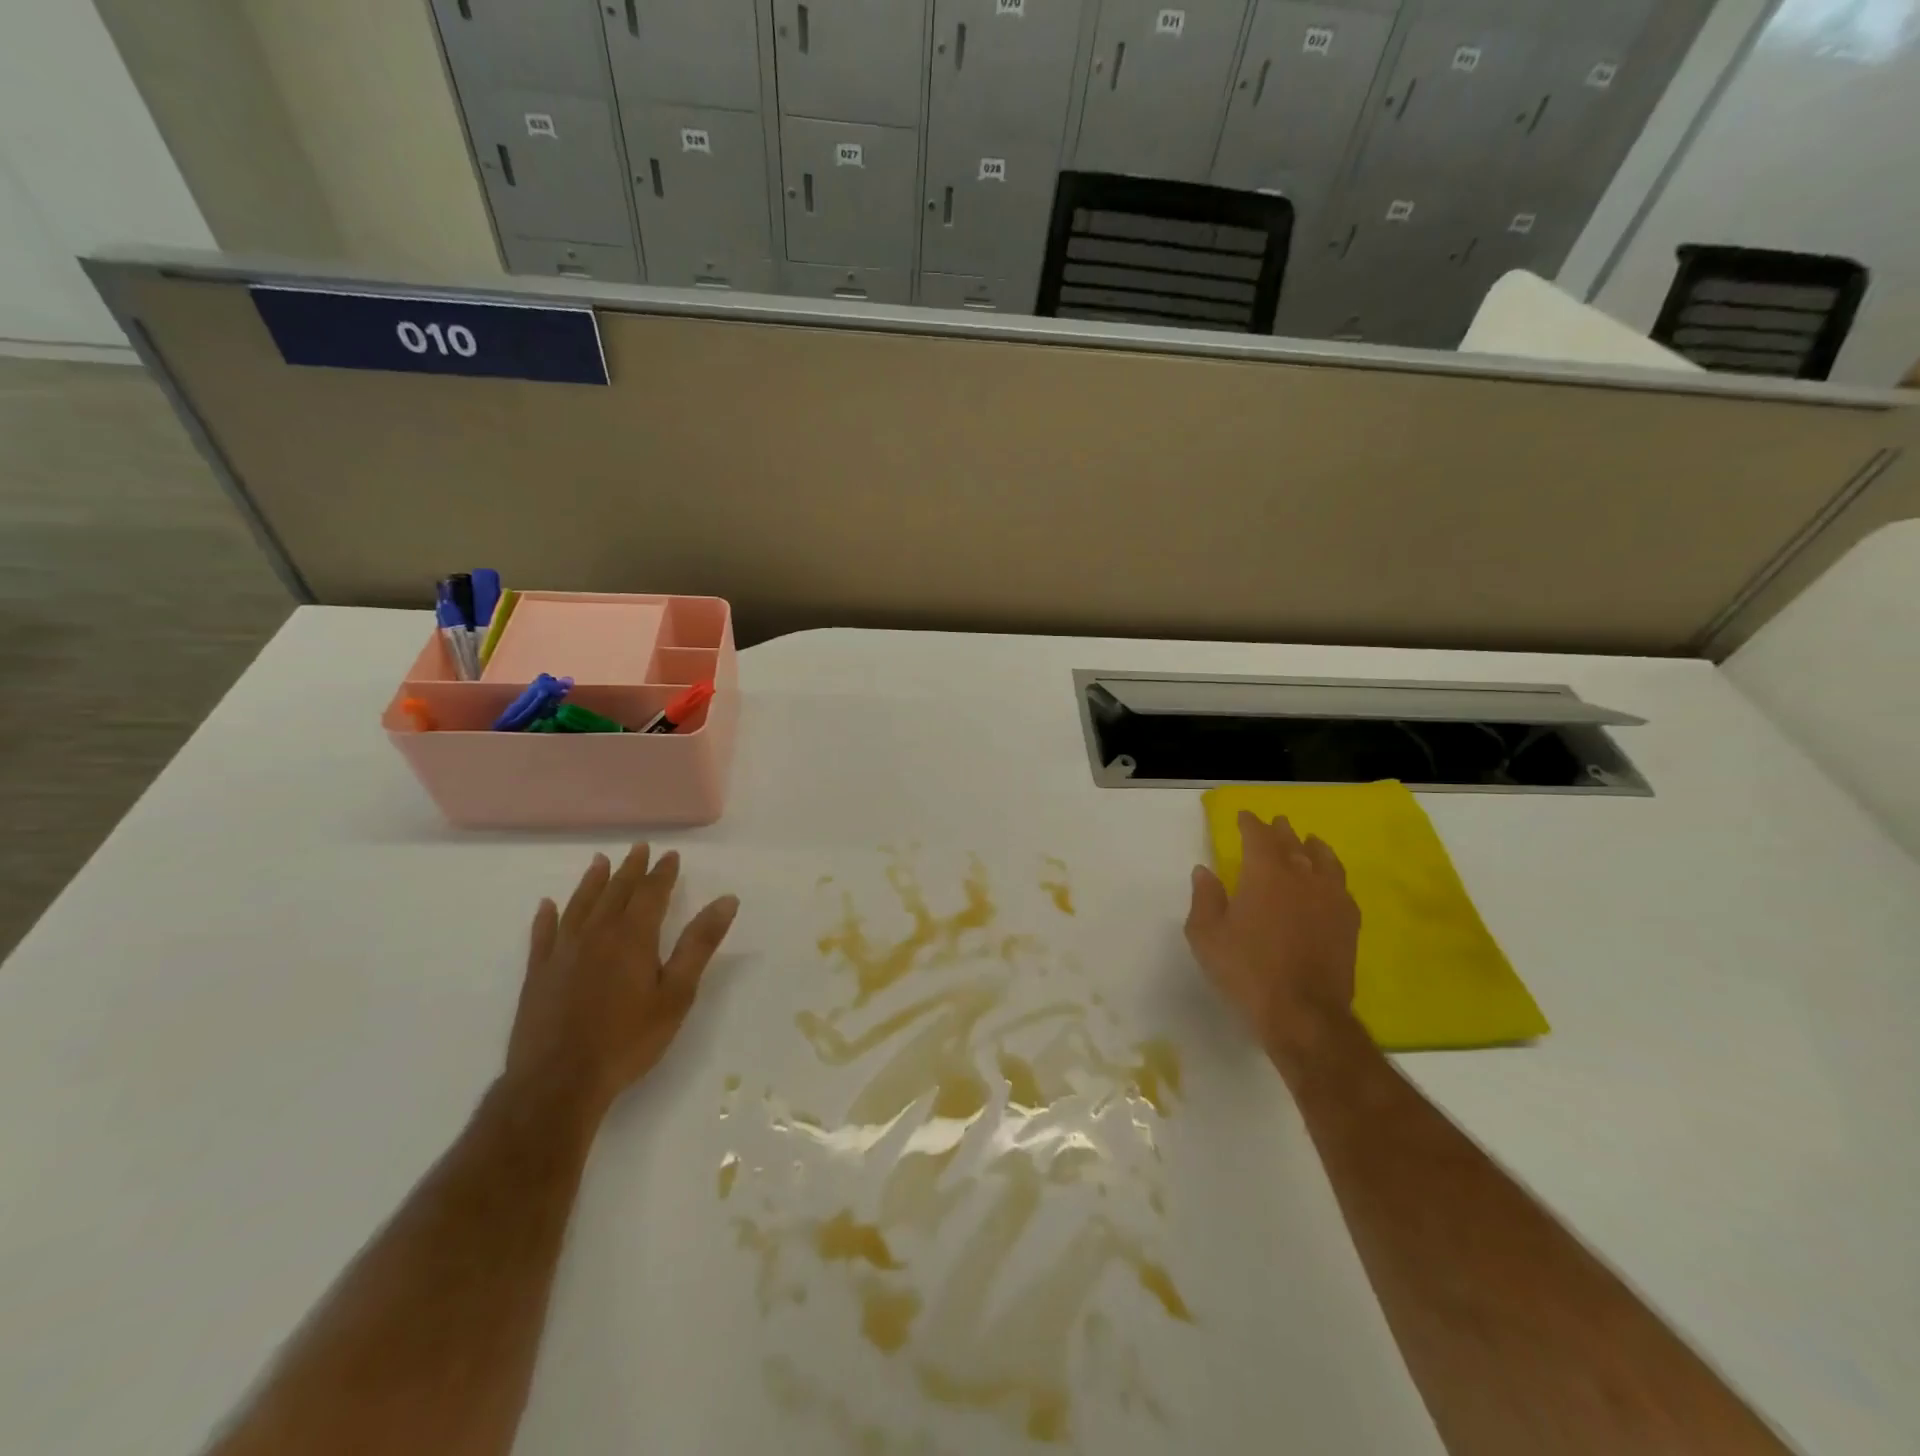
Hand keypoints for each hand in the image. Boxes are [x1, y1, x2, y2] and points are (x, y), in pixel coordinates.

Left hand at [503, 845, 738, 1130]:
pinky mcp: (538, 974)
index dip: (662, 873)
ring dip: (592, 882)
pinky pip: (543, 934)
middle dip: (630, 869)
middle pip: (615, 892)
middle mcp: (596, 934)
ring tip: (600, 862)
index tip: (670, 855)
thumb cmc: (628, 1039)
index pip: (651, 893)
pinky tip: (547, 905)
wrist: (558, 1082)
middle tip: (639, 848)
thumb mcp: (677, 993)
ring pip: (579, 905)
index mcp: (633, 936)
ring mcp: (562, 952)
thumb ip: (700, 944)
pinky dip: (547, 917)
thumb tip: (727, 900)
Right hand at [1185, 811, 1360, 1060]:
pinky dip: (1332, 874)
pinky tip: (1330, 881)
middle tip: (1276, 823)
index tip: (1244, 817)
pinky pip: (1342, 886)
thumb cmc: (1246, 970)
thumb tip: (1205, 871)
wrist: (1303, 1013)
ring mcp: (1330, 898)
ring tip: (1310, 842)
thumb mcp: (1206, 936)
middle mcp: (1301, 876)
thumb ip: (1205, 898)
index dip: (1250, 823)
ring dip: (1313, 847)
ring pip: (1324, 860)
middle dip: (1281, 831)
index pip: (1258, 836)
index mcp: (1264, 874)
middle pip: (1292, 843)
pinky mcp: (1349, 922)